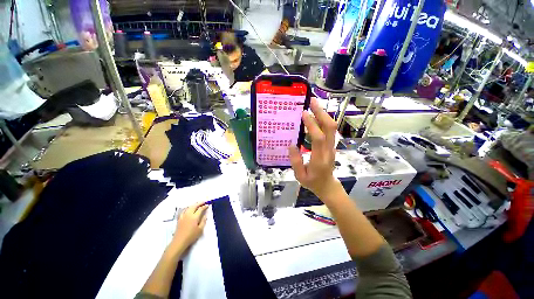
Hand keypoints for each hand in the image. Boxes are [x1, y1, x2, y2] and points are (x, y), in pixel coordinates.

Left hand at [171, 202, 207, 251]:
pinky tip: (189, 209)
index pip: (200, 209)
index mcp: (194, 217)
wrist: (179, 241)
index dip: (205, 206)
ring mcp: (183, 216)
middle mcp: (189, 214)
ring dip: (194, 204)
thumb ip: (203, 220)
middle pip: (194, 206)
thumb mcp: (200, 229)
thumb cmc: (191, 236)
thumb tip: (206, 214)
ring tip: (198, 204)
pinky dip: (188, 208)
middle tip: (204, 202)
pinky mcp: (179, 218)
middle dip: (200, 203)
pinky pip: (184, 210)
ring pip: (189, 207)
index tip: (208, 205)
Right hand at [289, 98, 339, 197]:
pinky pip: (330, 130)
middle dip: (322, 113)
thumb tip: (292, 144)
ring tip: (314, 104)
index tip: (304, 113)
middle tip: (312, 101)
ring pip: (332, 127)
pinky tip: (316, 115)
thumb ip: (295, 161)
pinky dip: (324, 120)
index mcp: (319, 159)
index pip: (318, 139)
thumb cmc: (313, 182)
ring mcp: (332, 147)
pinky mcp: (332, 145)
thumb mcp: (300, 176)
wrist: (328, 185)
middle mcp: (328, 150)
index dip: (312, 125)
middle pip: (330, 128)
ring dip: (324, 114)